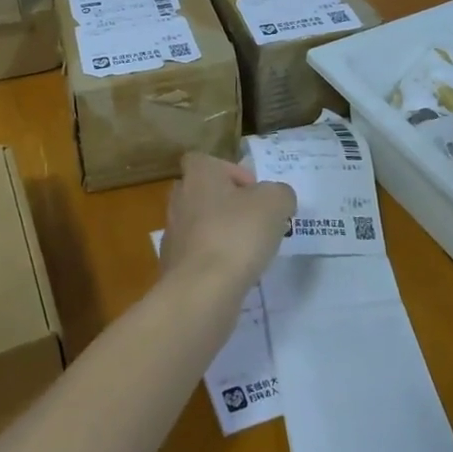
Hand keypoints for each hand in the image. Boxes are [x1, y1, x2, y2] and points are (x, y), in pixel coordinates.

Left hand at [161, 152, 295, 291]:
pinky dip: (214, 262)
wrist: (201, 290)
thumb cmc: (237, 234)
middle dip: (228, 205)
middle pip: (203, 192)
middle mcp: (179, 198)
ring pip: (200, 225)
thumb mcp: (275, 203)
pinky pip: (197, 255)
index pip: (207, 160)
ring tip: (249, 252)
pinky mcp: (172, 266)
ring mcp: (173, 233)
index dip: (232, 172)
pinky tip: (234, 275)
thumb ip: (280, 194)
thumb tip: (278, 199)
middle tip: (255, 222)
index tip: (254, 193)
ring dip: (222, 234)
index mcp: (198, 174)